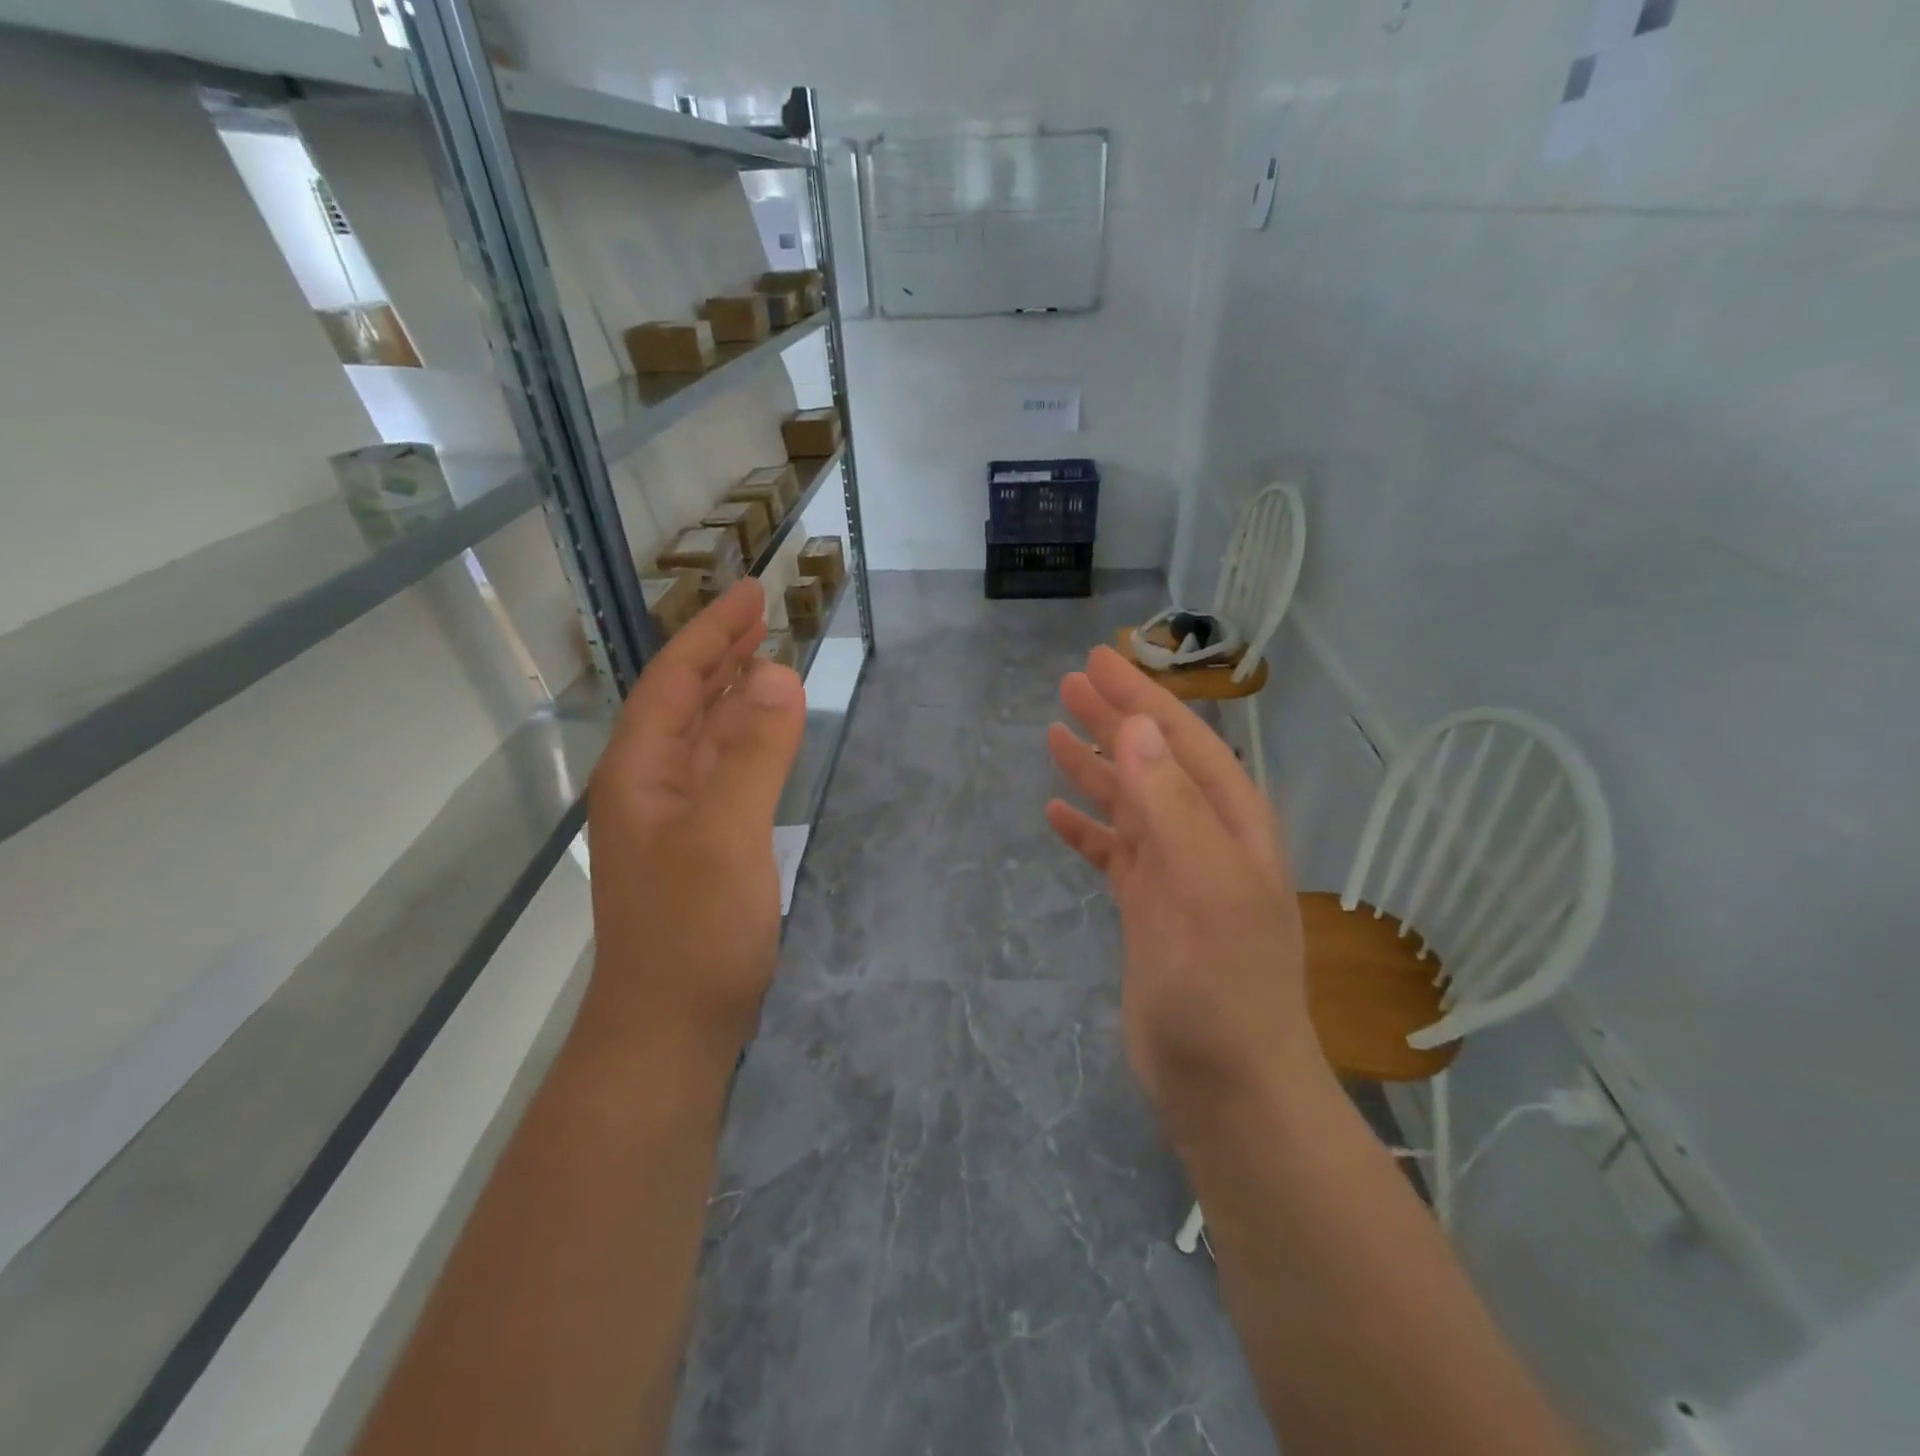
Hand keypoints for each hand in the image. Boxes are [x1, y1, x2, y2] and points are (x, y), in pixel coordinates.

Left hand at [583, 581, 805, 1062]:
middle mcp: (648, 786)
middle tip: (763, 613)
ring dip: (733, 693)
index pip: (676, 682)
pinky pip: (722, 772)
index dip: (712, 634)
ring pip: (703, 737)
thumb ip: (753, 753)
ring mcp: (672, 820)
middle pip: (684, 702)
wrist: (671, 1031)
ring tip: (767, 658)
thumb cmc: (694, 931)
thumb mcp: (726, 833)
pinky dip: (745, 741)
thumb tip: (779, 674)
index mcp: (641, 771)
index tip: (751, 593)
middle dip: (720, 653)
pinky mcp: (698, 848)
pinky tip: (765, 736)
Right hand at [1046, 647, 1320, 1138]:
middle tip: (1068, 683)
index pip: (1182, 741)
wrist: (1227, 1087)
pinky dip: (1087, 830)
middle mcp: (1207, 840)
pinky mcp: (1148, 912)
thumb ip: (1169, 804)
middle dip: (1114, 720)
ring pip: (1130, 804)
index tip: (1098, 660)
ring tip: (1053, 734)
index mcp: (1232, 824)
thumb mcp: (1203, 885)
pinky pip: (1113, 854)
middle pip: (1153, 762)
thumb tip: (1134, 727)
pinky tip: (1056, 813)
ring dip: (1095, 767)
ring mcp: (1175, 877)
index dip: (1140, 698)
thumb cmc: (1221, 985)